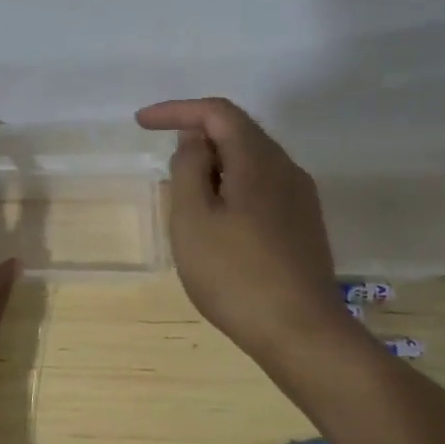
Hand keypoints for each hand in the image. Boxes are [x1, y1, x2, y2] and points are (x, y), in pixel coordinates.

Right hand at [136, 97, 358, 372]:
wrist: (301, 333)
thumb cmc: (234, 274)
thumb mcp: (193, 218)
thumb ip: (188, 169)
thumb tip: (194, 141)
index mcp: (258, 160)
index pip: (217, 113)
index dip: (177, 110)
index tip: (141, 123)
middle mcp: (286, 169)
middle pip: (238, 132)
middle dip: (196, 135)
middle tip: (163, 158)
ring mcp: (300, 198)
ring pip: (250, 161)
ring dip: (213, 164)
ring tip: (183, 193)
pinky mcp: (303, 225)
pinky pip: (261, 187)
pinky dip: (230, 186)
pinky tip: (215, 220)